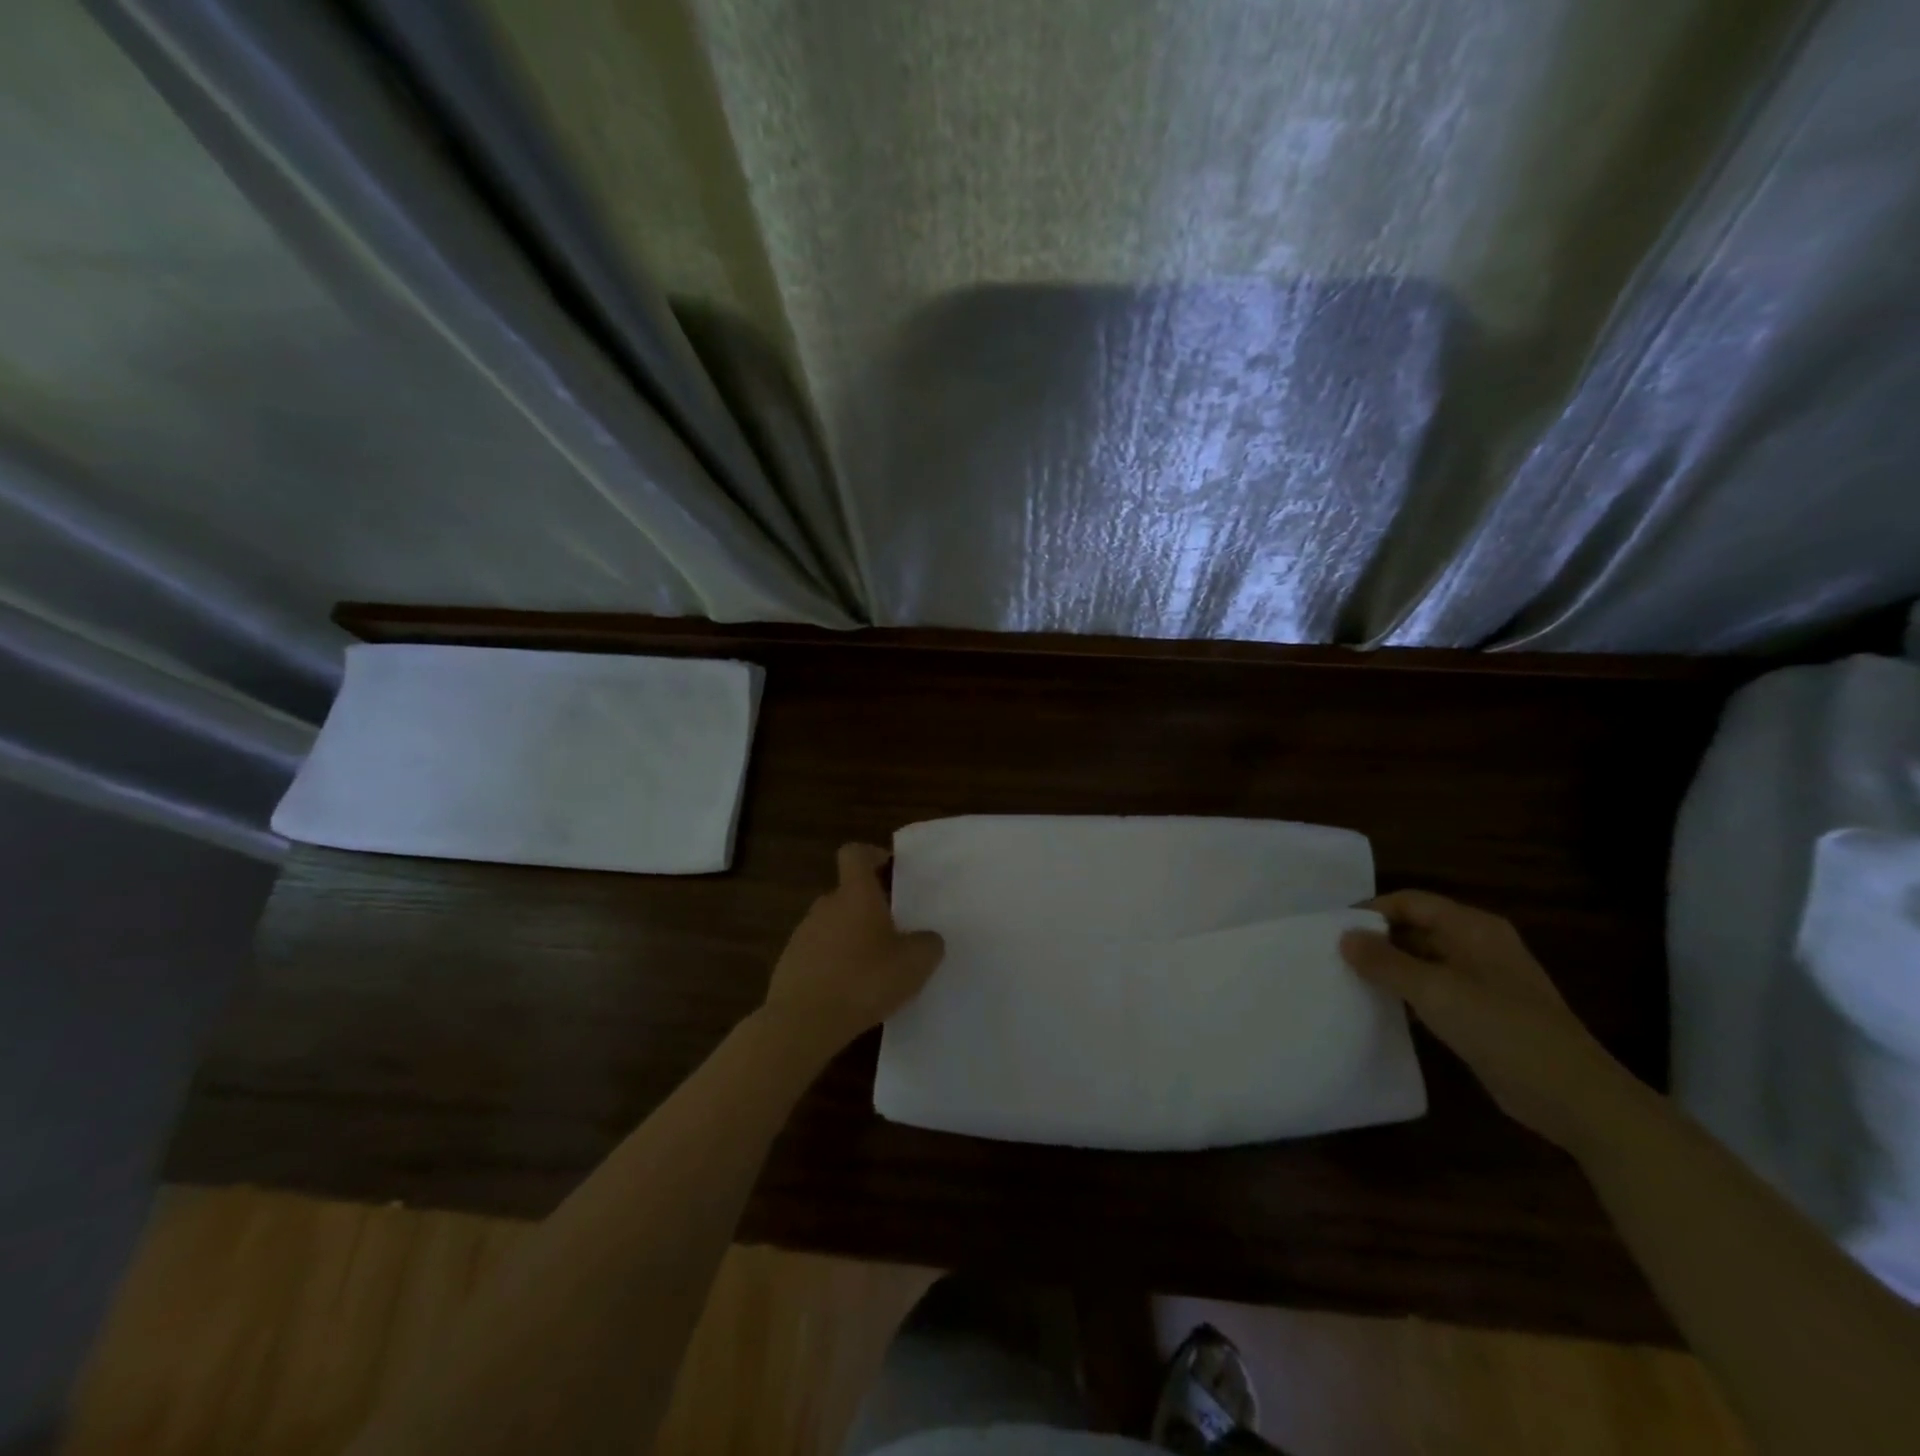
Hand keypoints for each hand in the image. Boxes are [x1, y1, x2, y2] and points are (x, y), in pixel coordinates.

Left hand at [760, 844, 944, 1051]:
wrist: (803, 1022)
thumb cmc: (864, 980)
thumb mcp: (915, 963)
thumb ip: (928, 944)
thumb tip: (928, 938)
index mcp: (856, 894)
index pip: (855, 854)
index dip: (871, 855)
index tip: (889, 870)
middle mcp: (826, 905)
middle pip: (847, 893)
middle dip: (868, 907)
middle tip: (894, 932)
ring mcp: (803, 934)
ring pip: (833, 924)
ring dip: (851, 938)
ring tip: (873, 968)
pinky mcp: (790, 964)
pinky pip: (818, 953)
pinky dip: (833, 964)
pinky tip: (849, 992)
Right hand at [1340, 891, 1635, 1153]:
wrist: (1573, 1097)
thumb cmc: (1502, 1029)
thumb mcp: (1435, 991)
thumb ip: (1385, 962)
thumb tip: (1344, 936)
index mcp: (1473, 928)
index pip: (1411, 902)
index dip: (1371, 911)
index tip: (1332, 930)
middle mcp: (1478, 946)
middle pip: (1417, 928)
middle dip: (1377, 940)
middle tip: (1334, 955)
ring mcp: (1484, 981)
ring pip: (1424, 961)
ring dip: (1390, 968)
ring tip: (1347, 979)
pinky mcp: (1484, 1014)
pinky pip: (1435, 991)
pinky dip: (1408, 994)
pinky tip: (1381, 1008)